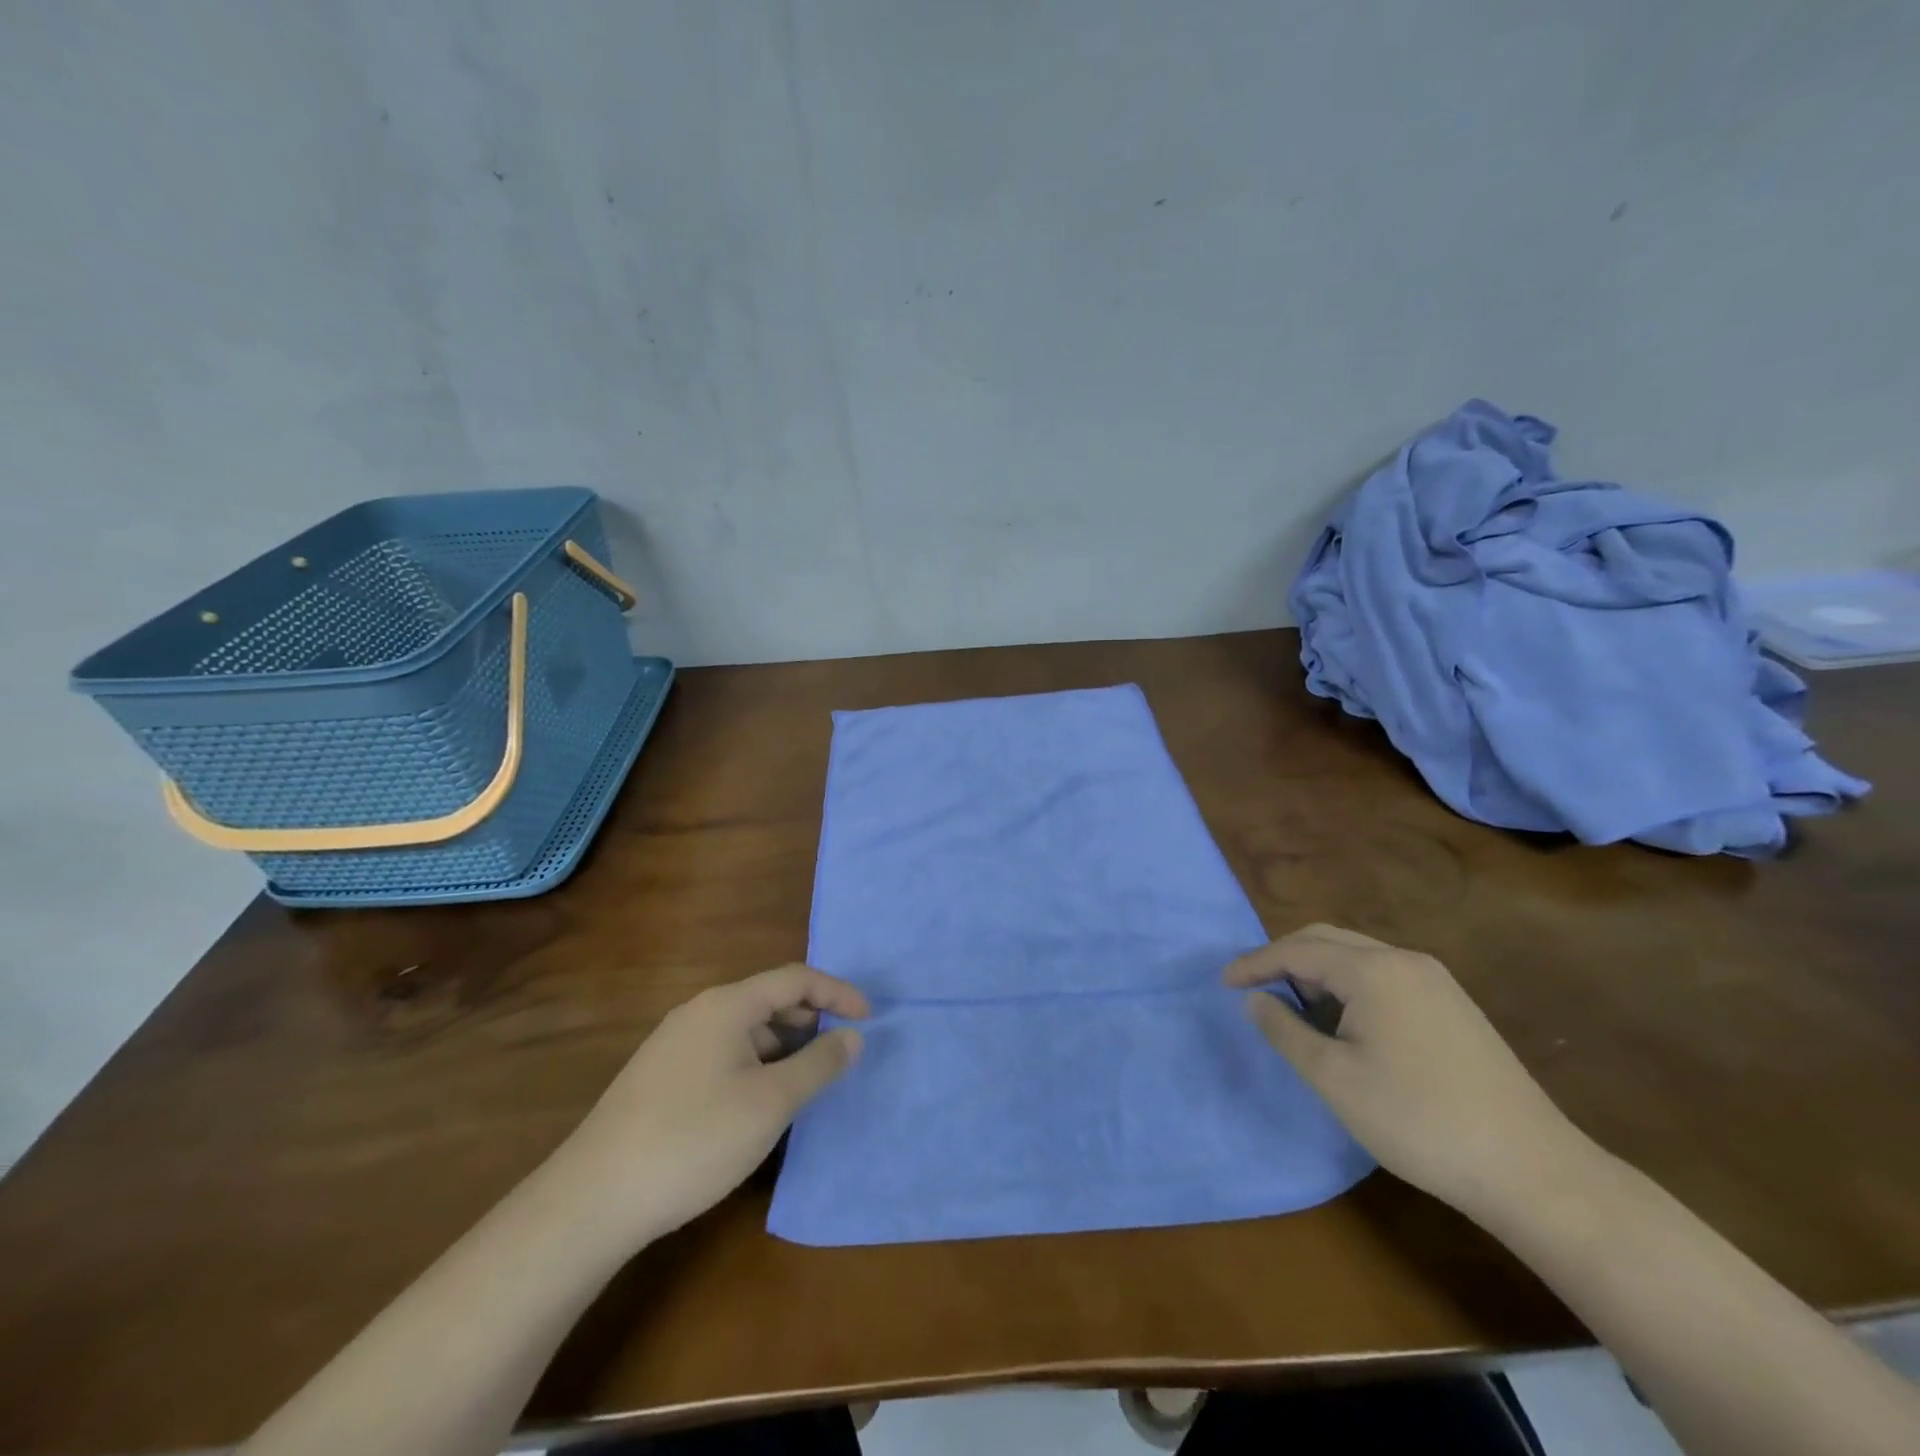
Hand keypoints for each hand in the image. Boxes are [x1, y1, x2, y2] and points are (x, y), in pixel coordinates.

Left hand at [548, 965, 868, 1244]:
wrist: (592, 1199)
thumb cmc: (694, 1140)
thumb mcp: (771, 1103)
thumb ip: (818, 1064)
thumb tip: (853, 1036)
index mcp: (727, 1005)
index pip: (795, 979)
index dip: (837, 993)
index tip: (868, 1019)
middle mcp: (699, 1012)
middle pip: (769, 1000)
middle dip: (811, 1020)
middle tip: (840, 1053)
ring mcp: (674, 1044)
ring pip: (745, 1030)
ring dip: (783, 1047)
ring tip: (806, 1083)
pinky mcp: (660, 1077)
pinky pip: (723, 1053)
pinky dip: (755, 1065)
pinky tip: (759, 1103)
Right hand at [1227, 924, 1586, 1219]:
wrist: (1532, 1170)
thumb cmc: (1418, 1121)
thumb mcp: (1334, 1079)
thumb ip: (1286, 1031)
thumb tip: (1256, 999)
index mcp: (1373, 970)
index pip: (1297, 950)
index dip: (1255, 963)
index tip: (1223, 983)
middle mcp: (1405, 960)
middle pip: (1328, 939)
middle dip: (1284, 958)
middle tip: (1254, 988)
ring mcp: (1436, 980)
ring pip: (1358, 955)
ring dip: (1318, 971)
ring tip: (1296, 1009)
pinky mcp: (1454, 1004)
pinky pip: (1384, 974)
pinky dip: (1350, 984)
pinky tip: (1346, 1022)